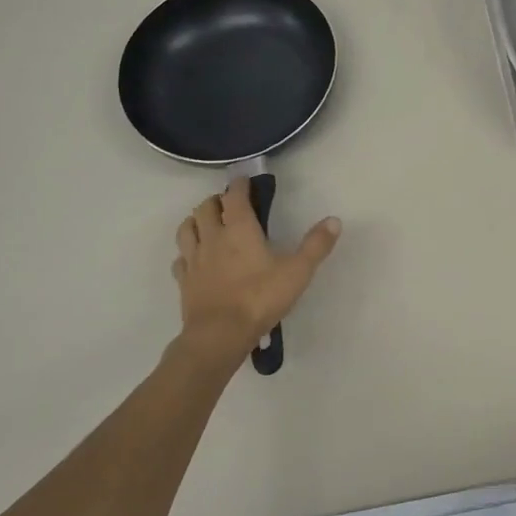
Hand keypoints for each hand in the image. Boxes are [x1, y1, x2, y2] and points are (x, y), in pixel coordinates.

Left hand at [172, 178, 340, 371]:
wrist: (220, 335)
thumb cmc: (260, 299)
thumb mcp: (297, 272)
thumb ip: (316, 245)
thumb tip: (334, 220)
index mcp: (239, 229)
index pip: (234, 196)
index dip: (239, 185)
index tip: (245, 180)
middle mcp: (212, 237)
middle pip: (205, 207)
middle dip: (216, 200)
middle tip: (229, 204)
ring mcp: (194, 259)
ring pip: (187, 228)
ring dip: (196, 220)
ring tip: (207, 223)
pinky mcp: (184, 280)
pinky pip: (180, 258)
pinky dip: (187, 252)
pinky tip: (195, 258)